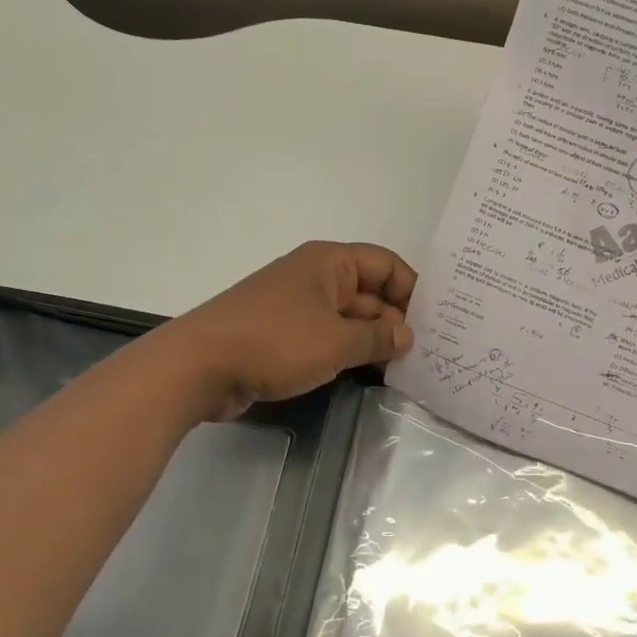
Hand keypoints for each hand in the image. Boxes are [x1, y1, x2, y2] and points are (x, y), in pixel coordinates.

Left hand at [166, 241, 417, 419]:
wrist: (199, 366)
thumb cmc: (275, 342)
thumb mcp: (336, 342)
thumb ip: (377, 338)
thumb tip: (406, 335)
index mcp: (329, 263)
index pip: (385, 264)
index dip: (412, 290)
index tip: (436, 322)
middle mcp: (315, 277)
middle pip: (369, 291)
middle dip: (396, 319)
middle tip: (428, 352)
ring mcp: (297, 306)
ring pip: (349, 317)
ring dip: (373, 339)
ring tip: (407, 366)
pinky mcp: (283, 335)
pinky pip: (327, 337)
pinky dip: (348, 351)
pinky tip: (371, 373)